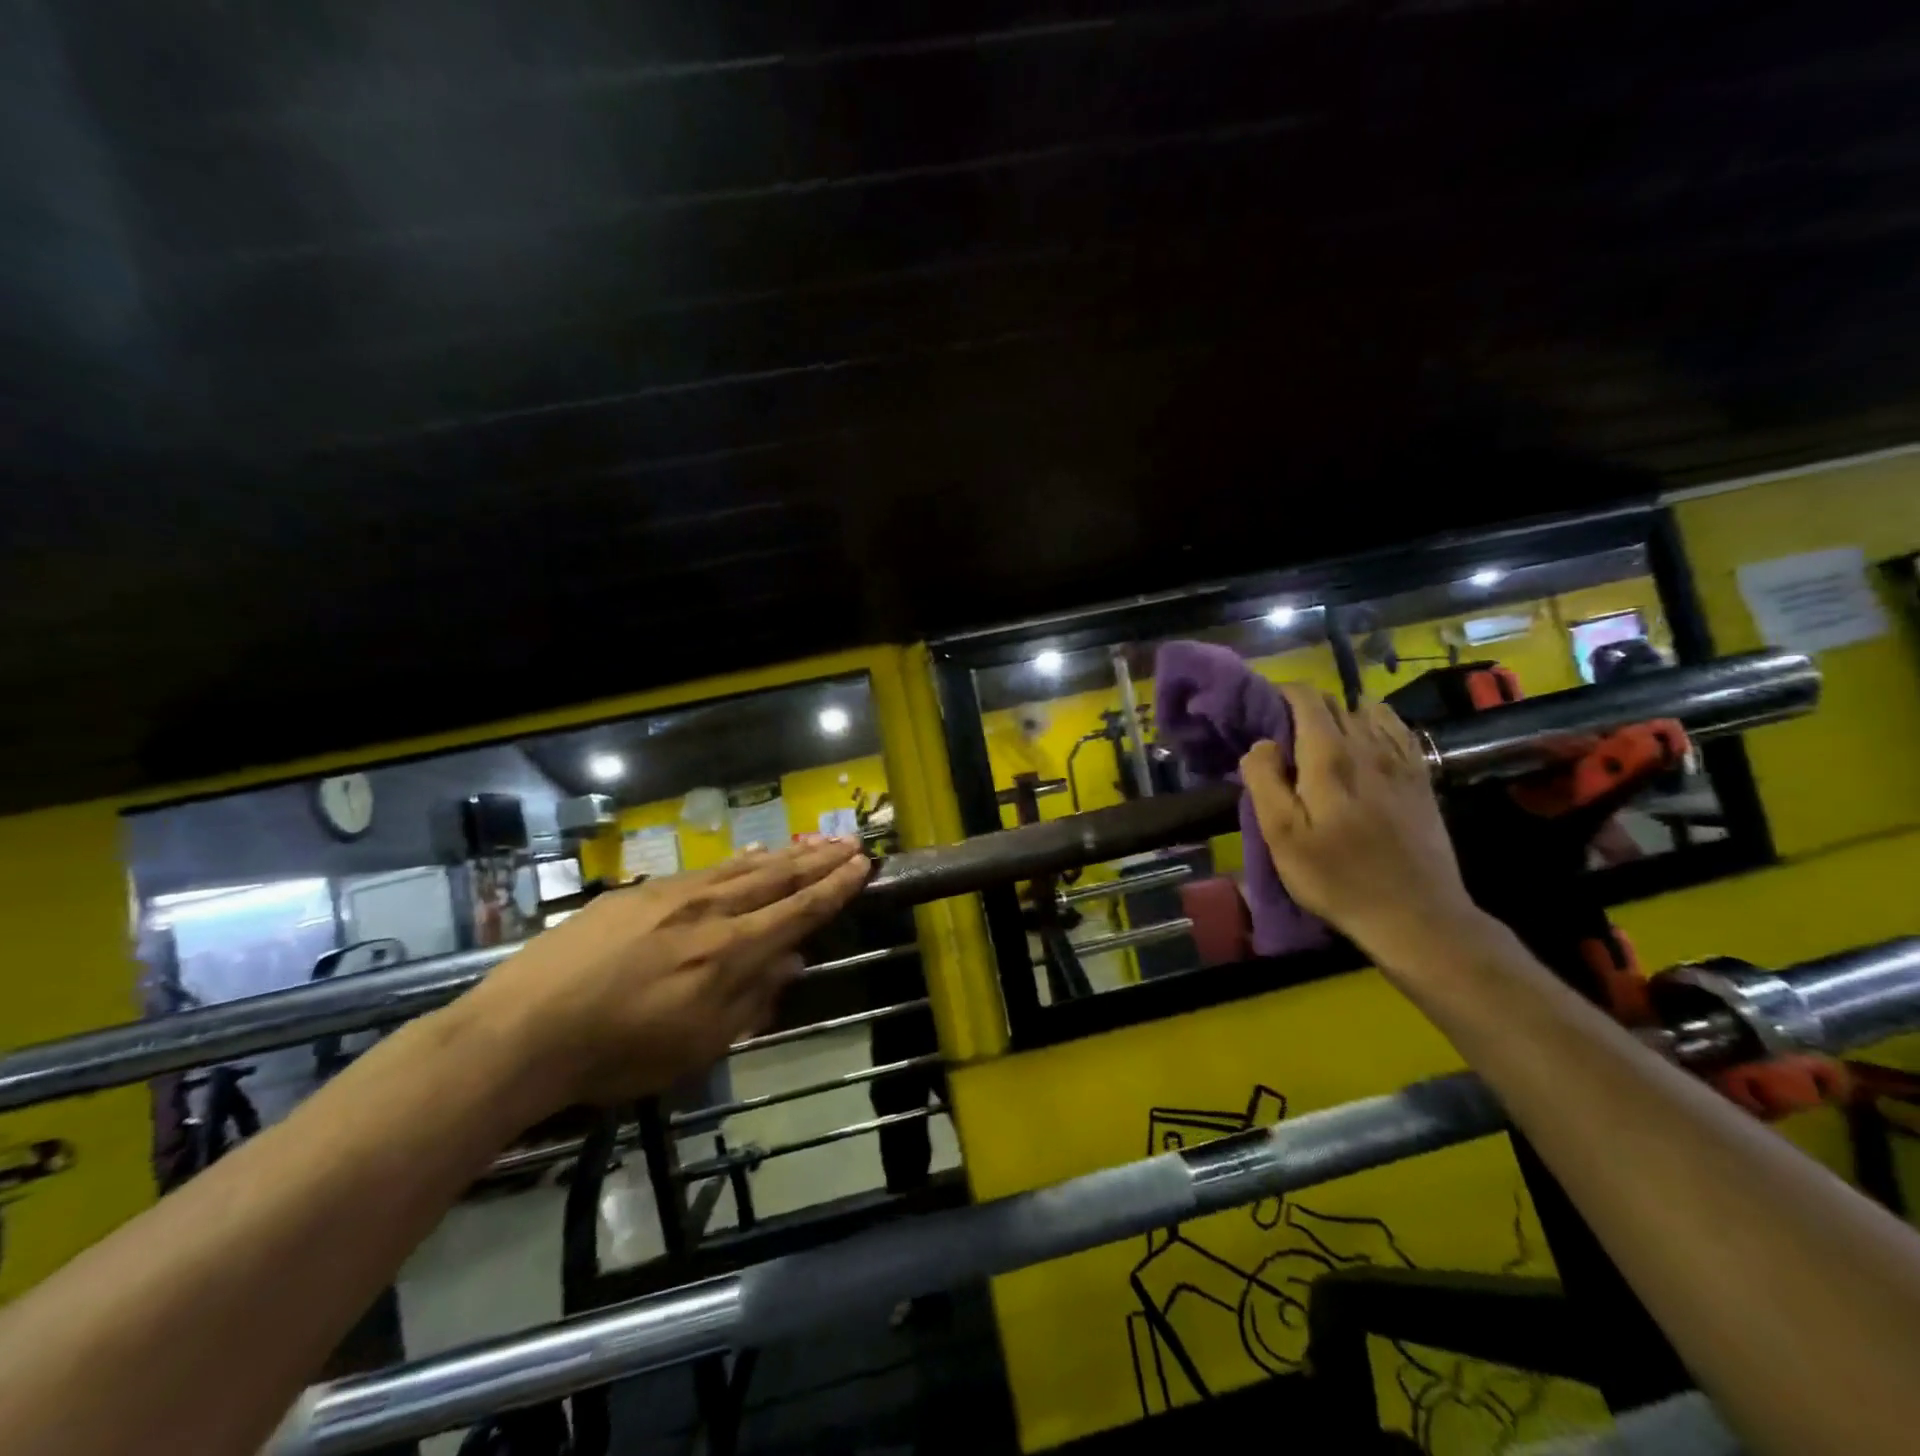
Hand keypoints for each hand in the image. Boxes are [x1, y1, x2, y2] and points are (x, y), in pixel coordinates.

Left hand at [462, 839, 871, 1110]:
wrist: (523, 1029)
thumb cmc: (617, 1053)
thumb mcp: (697, 1045)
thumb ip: (751, 999)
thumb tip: (791, 961)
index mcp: (729, 950)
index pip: (798, 910)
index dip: (834, 888)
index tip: (862, 865)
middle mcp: (709, 910)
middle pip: (776, 877)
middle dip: (817, 859)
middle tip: (848, 841)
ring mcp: (671, 894)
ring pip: (741, 867)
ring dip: (782, 854)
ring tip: (810, 841)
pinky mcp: (637, 892)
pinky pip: (703, 870)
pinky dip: (736, 862)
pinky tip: (746, 857)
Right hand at [1240, 686, 1484, 969]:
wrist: (1415, 914)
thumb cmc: (1336, 877)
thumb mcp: (1281, 836)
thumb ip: (1264, 780)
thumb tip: (1261, 744)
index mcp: (1329, 756)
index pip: (1306, 698)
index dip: (1281, 693)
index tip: (1262, 709)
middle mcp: (1369, 745)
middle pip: (1335, 701)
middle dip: (1305, 706)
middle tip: (1284, 734)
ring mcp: (1402, 760)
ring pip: (1367, 710)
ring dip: (1340, 714)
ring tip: (1322, 742)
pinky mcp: (1422, 777)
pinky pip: (1397, 730)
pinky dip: (1374, 726)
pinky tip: (1364, 748)